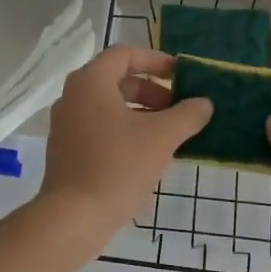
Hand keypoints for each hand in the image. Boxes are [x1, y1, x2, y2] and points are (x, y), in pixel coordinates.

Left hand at [38, 46, 212, 249]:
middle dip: (151, 90)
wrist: (73, 217)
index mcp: (91, 82)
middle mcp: (73, 95)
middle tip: (177, 109)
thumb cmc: (118, 166)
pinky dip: (123, 129)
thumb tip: (204, 103)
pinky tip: (145, 153)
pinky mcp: (65, 148)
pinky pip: (98, 125)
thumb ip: (187, 115)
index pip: (125, 54)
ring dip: (140, 111)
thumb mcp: (161, 138)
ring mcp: (65, 123)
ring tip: (167, 133)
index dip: (156, 60)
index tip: (181, 76)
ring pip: (108, 105)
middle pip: (117, 79)